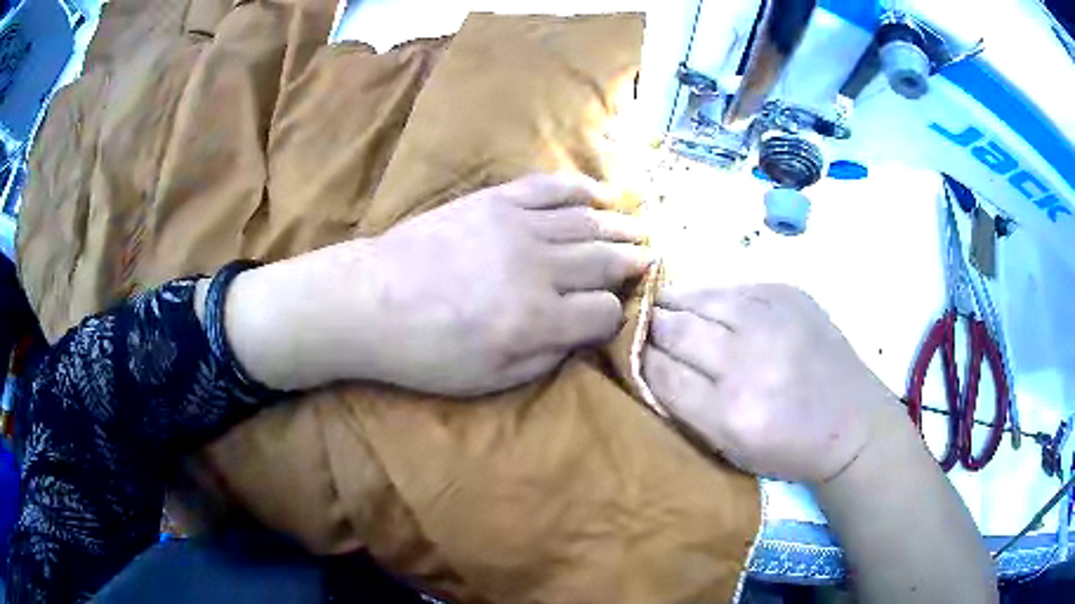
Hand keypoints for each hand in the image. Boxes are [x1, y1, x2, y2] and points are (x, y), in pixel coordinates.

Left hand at [222, 173, 650, 394]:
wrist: (367, 301)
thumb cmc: (424, 353)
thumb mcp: (488, 380)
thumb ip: (546, 357)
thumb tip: (582, 333)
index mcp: (536, 320)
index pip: (604, 311)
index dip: (614, 316)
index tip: (611, 315)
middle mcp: (538, 268)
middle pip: (606, 260)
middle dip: (634, 263)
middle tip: (651, 261)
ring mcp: (517, 226)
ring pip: (588, 222)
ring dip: (620, 227)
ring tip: (640, 229)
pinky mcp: (495, 201)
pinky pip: (550, 187)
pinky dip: (582, 188)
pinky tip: (602, 195)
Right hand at [641, 283, 899, 483]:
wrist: (852, 424)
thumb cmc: (787, 448)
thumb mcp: (729, 449)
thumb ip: (684, 407)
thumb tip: (646, 363)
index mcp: (730, 413)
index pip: (659, 371)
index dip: (635, 358)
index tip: (624, 352)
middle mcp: (748, 361)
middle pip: (673, 328)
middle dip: (648, 327)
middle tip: (637, 328)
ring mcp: (771, 319)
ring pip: (697, 297)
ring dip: (674, 304)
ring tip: (664, 310)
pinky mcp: (788, 293)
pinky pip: (730, 286)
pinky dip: (711, 297)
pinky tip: (708, 307)